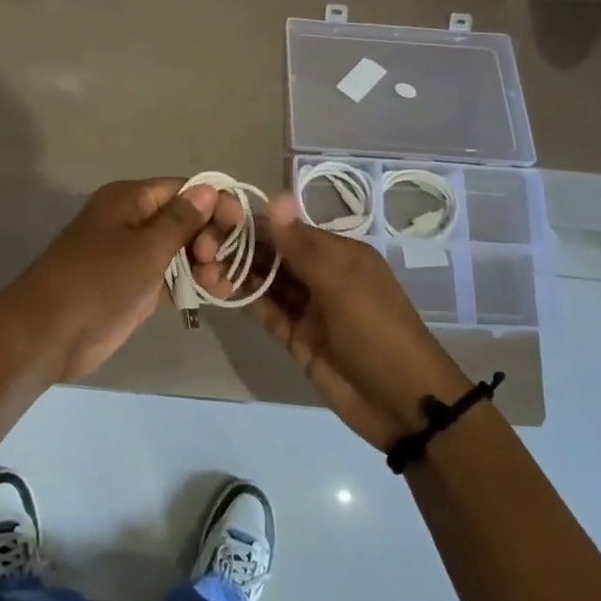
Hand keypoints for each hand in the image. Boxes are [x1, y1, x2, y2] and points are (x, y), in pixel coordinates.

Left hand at [8, 178, 227, 382]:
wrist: (50, 334)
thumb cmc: (98, 282)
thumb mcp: (145, 248)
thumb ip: (180, 220)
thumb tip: (208, 189)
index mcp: (129, 200)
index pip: (183, 189)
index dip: (214, 202)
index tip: (240, 224)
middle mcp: (133, 221)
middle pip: (185, 218)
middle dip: (209, 236)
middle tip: (213, 262)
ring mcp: (133, 255)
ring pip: (181, 249)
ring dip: (205, 262)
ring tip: (218, 285)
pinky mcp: (135, 285)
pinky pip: (172, 275)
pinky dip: (192, 282)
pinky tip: (215, 294)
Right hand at [198, 195, 469, 448]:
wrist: (402, 402)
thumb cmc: (376, 331)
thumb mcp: (341, 282)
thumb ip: (301, 245)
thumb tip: (275, 198)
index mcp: (339, 254)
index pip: (288, 230)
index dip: (254, 224)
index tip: (213, 218)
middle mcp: (322, 275)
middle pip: (275, 255)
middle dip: (240, 249)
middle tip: (197, 245)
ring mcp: (309, 308)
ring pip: (267, 283)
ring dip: (238, 273)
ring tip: (199, 265)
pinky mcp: (298, 338)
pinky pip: (268, 313)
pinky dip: (245, 301)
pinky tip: (216, 290)